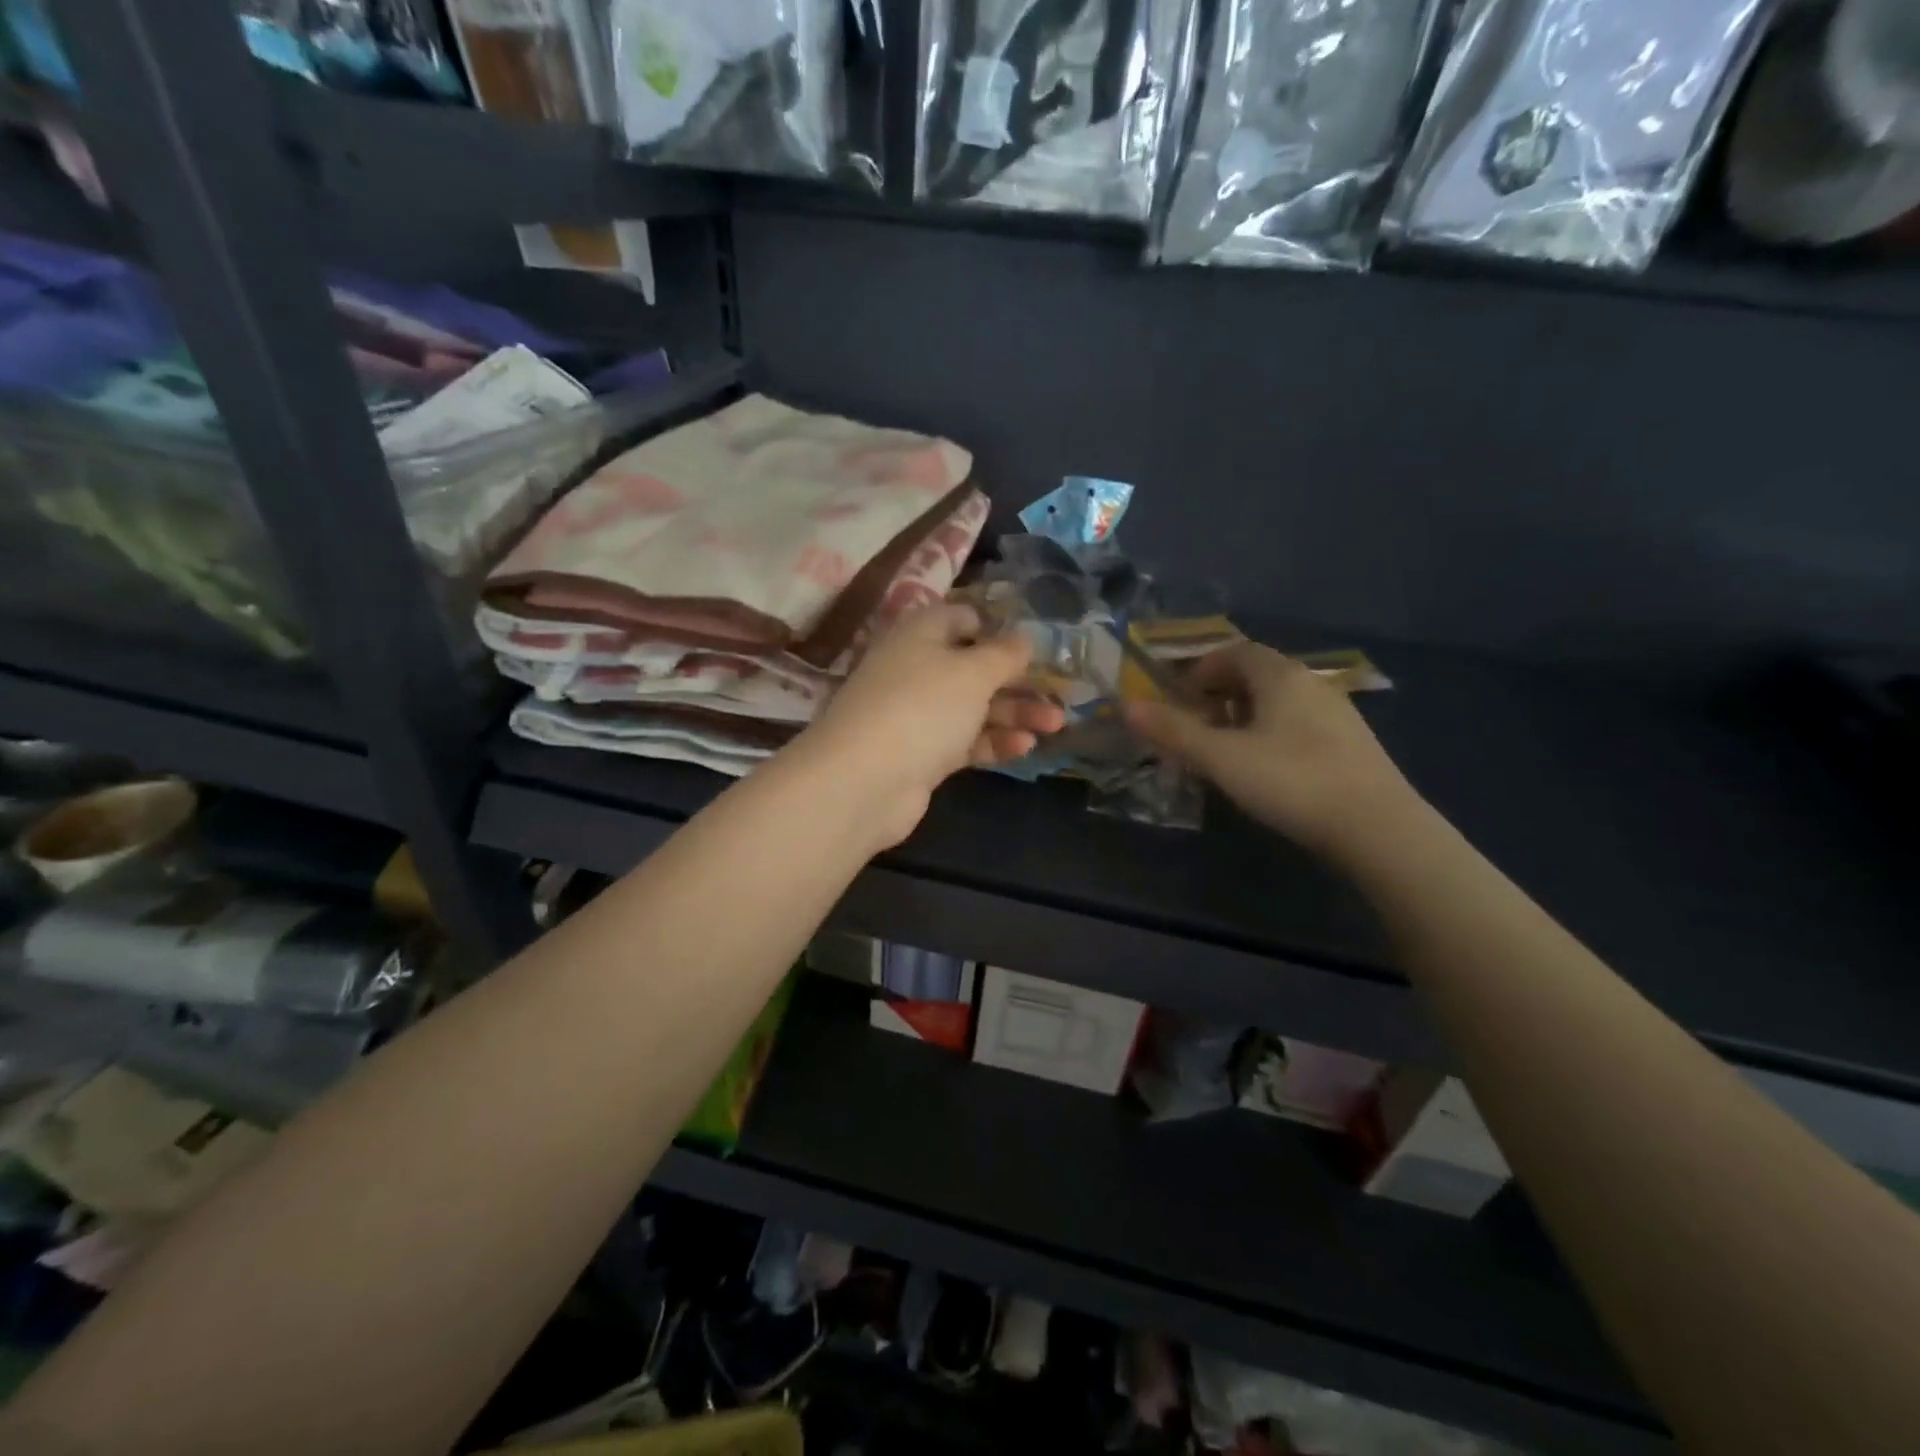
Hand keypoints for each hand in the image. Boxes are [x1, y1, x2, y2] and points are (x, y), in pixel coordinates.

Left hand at [800, 604, 1065, 847]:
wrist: (865, 780)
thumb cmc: (923, 707)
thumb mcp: (972, 672)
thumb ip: (1003, 655)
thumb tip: (1023, 638)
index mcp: (921, 634)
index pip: (962, 618)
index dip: (998, 628)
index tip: (1034, 645)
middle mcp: (916, 669)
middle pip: (973, 667)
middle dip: (1017, 680)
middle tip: (1059, 694)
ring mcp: (916, 714)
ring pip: (972, 707)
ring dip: (1013, 714)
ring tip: (1056, 725)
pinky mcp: (920, 754)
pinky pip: (963, 741)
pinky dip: (993, 742)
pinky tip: (1025, 748)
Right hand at [1125, 642, 1416, 857]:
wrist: (1378, 828)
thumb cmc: (1291, 782)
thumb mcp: (1221, 758)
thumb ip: (1173, 731)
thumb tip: (1126, 706)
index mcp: (1279, 676)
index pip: (1234, 652)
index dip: (1200, 669)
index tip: (1177, 697)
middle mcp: (1310, 683)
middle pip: (1257, 673)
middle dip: (1219, 692)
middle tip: (1193, 723)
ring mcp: (1336, 713)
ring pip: (1278, 700)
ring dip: (1244, 714)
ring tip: (1223, 747)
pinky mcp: (1350, 744)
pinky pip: (1298, 722)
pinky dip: (1270, 732)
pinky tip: (1265, 767)